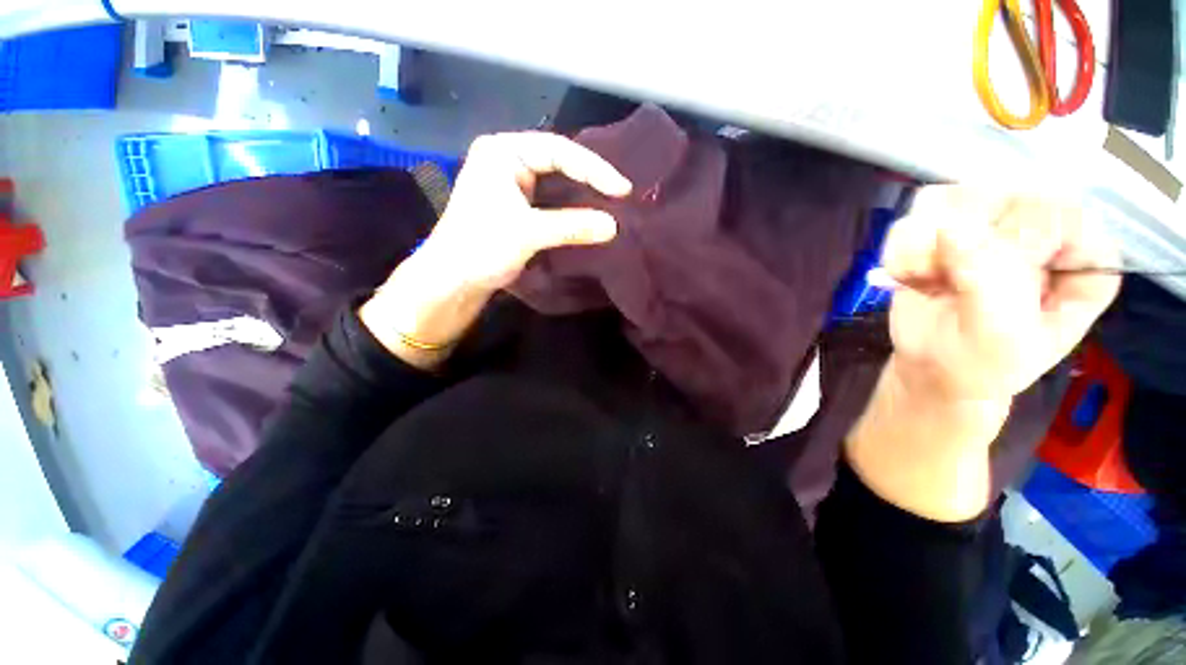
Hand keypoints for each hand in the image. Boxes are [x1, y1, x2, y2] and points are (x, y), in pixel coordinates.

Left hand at [418, 132, 632, 291]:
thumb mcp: (528, 232)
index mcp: (502, 152)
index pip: (557, 150)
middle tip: (620, 193)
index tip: (621, 189)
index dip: (593, 168)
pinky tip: (589, 214)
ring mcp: (512, 184)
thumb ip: (572, 226)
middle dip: (590, 177)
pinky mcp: (517, 206)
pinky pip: (551, 201)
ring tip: (611, 202)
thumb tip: (614, 226)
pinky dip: (571, 208)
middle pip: (558, 162)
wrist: (453, 279)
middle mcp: (507, 160)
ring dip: (582, 193)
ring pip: (556, 182)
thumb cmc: (481, 246)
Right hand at [845, 186, 1120, 521]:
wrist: (927, 376)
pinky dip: (903, 245)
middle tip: (941, 280)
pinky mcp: (943, 239)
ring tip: (914, 281)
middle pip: (1011, 196)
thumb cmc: (975, 370)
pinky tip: (900, 274)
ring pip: (959, 199)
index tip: (986, 264)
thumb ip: (993, 283)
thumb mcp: (999, 340)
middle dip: (967, 239)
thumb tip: (956, 229)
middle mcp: (1043, 239)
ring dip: (926, 243)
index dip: (1029, 231)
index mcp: (1081, 265)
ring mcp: (991, 234)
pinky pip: (921, 216)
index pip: (1074, 213)